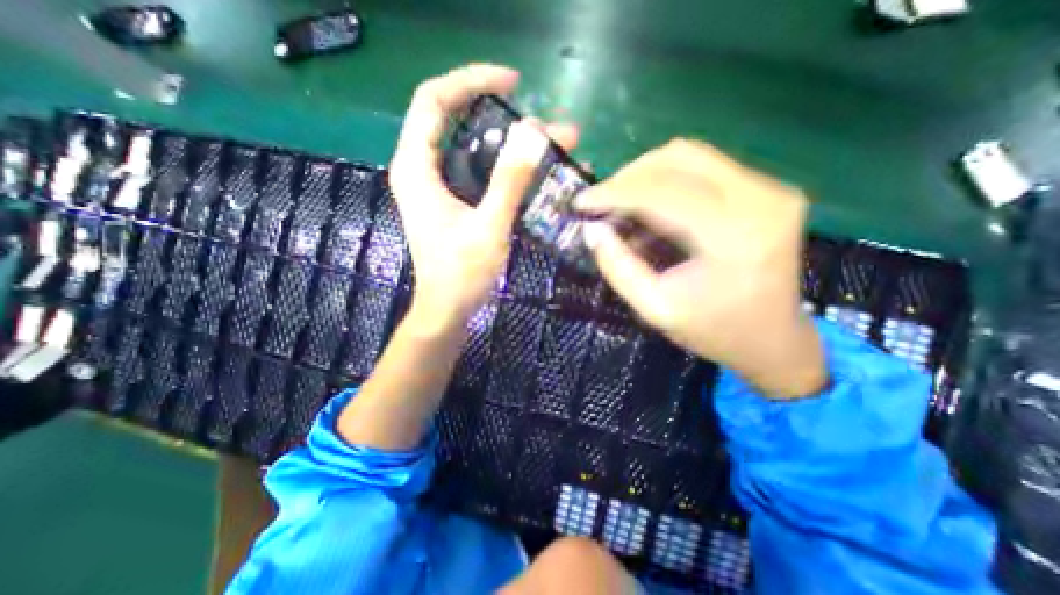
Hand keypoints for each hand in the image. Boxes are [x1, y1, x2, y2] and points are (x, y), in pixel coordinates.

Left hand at [388, 66, 575, 333]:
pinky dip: (506, 166)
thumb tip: (533, 131)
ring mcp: (437, 186)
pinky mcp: (451, 201)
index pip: (434, 100)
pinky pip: (478, 170)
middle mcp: (421, 169)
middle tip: (548, 125)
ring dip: (512, 142)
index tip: (513, 82)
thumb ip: (509, 180)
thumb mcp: (488, 227)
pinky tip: (535, 172)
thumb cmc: (462, 275)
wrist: (448, 309)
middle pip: (456, 120)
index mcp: (417, 168)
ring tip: (554, 145)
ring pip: (472, 147)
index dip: (471, 81)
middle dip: (504, 115)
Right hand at [578, 139, 827, 399]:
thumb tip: (591, 228)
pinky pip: (705, 168)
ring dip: (646, 175)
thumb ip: (618, 267)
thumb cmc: (712, 331)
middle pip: (679, 157)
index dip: (615, 192)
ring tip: (620, 204)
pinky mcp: (768, 189)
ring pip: (691, 156)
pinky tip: (650, 208)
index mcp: (733, 236)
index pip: (663, 192)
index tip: (582, 202)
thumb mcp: (654, 308)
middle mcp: (760, 199)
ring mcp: (770, 188)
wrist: (773, 339)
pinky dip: (667, 181)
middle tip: (601, 202)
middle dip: (628, 177)